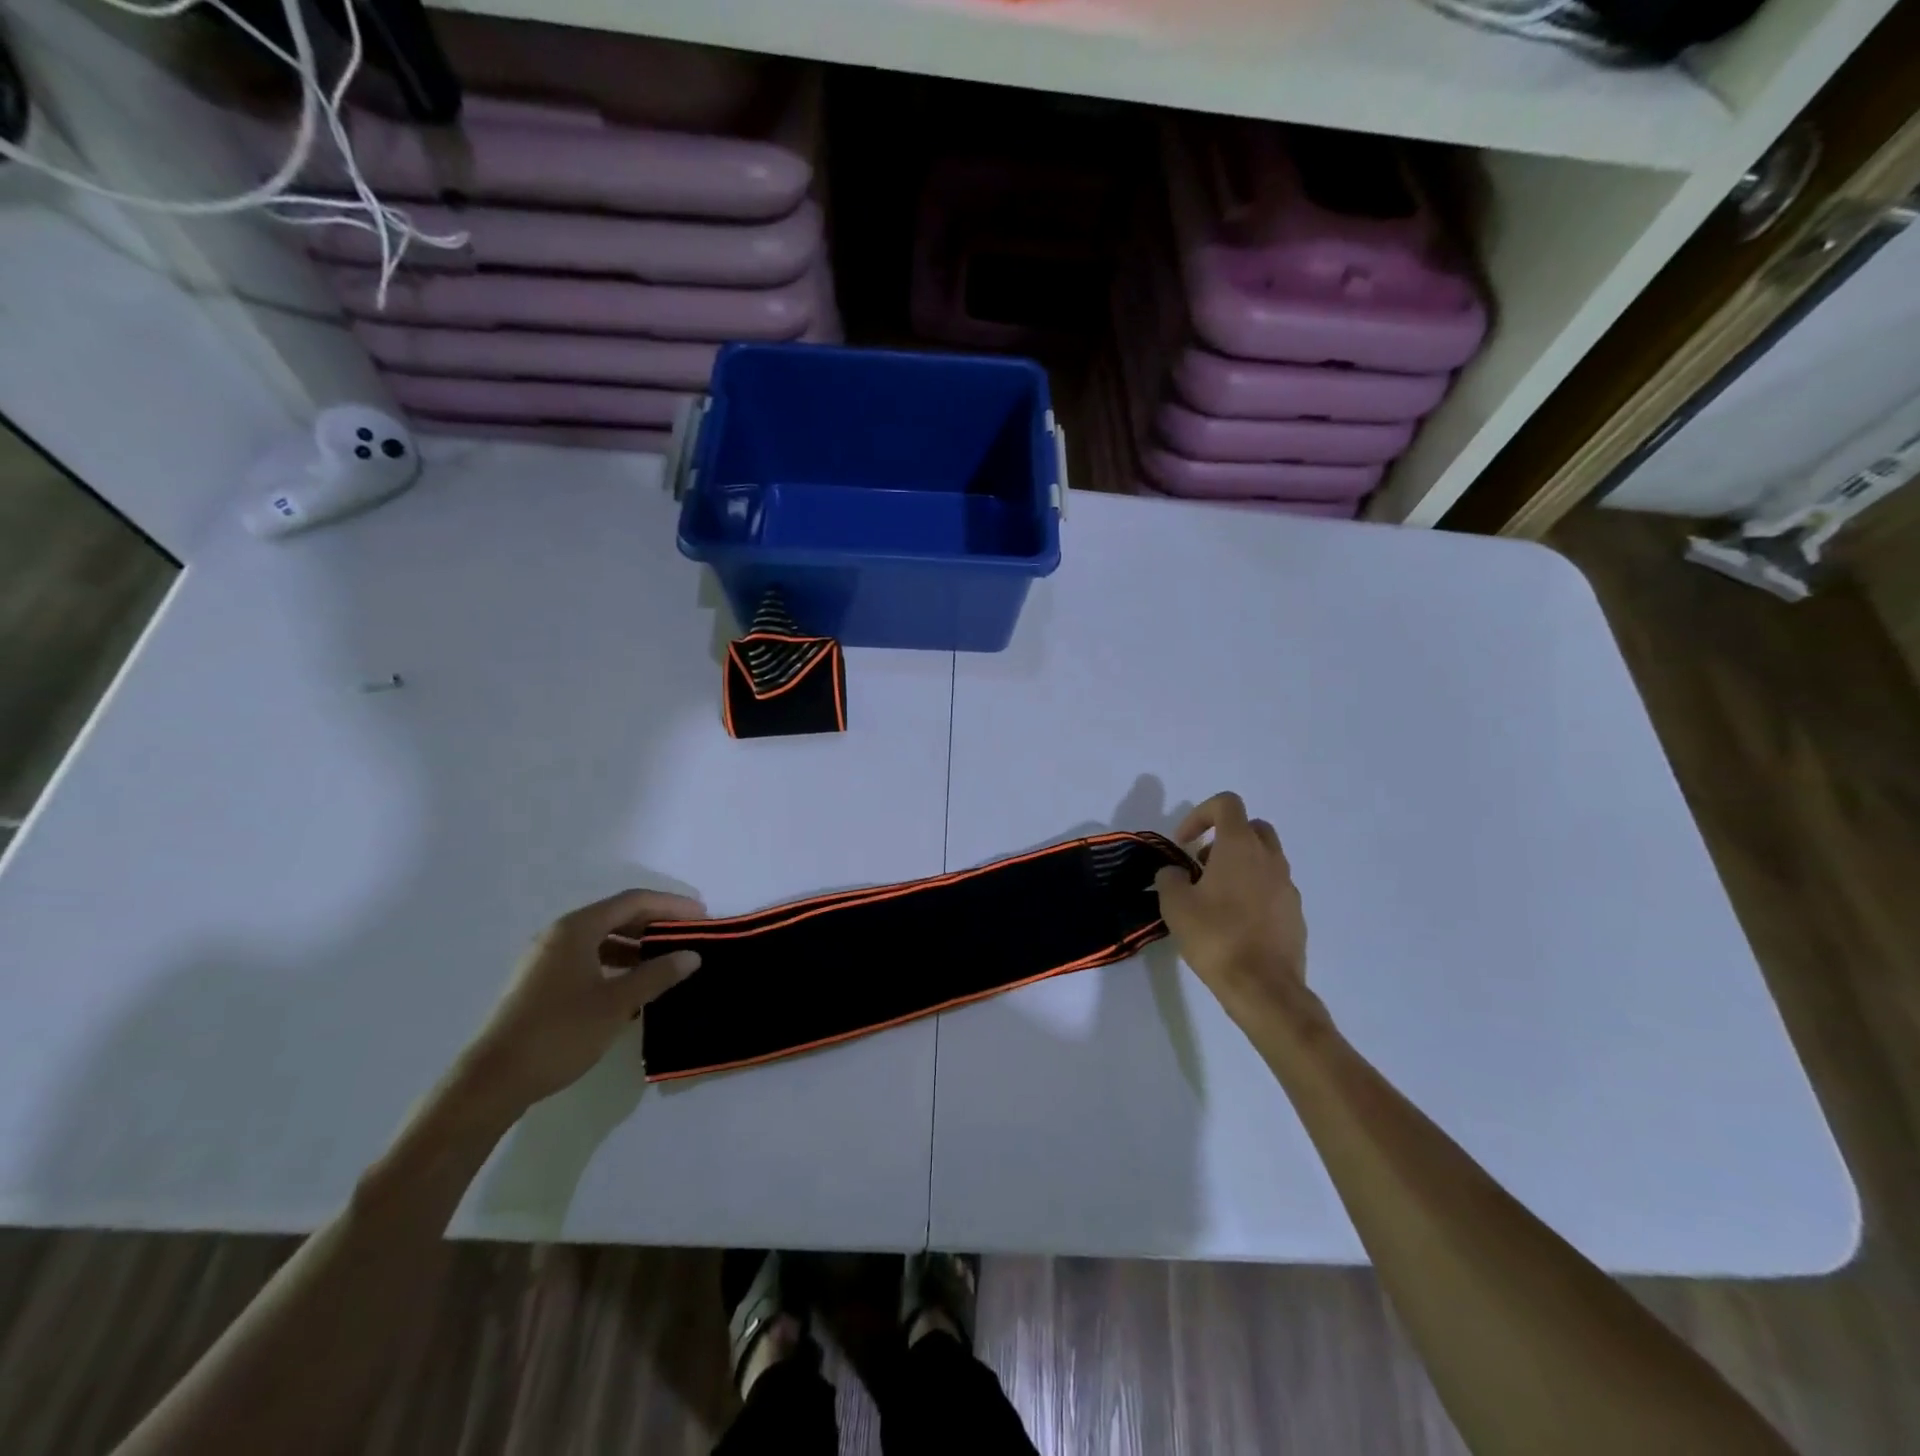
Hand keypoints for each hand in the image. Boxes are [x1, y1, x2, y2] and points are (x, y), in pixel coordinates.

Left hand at [461, 889, 704, 1113]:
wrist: (493, 1081)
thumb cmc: (560, 1033)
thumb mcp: (617, 1003)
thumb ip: (657, 975)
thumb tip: (692, 955)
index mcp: (577, 929)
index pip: (633, 902)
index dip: (670, 906)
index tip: (701, 917)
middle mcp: (559, 935)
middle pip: (616, 916)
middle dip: (655, 923)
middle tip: (688, 935)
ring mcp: (546, 959)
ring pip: (601, 939)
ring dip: (636, 945)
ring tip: (666, 961)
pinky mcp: (540, 983)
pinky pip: (587, 958)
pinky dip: (615, 963)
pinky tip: (632, 987)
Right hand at [1154, 793, 1315, 1032]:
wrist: (1264, 987)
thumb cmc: (1216, 937)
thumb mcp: (1175, 905)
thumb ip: (1170, 878)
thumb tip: (1175, 873)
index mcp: (1240, 847)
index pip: (1227, 804)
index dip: (1200, 814)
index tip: (1183, 843)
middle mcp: (1270, 858)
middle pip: (1251, 827)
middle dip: (1224, 837)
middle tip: (1201, 865)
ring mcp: (1288, 886)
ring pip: (1265, 858)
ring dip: (1240, 865)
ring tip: (1214, 898)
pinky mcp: (1296, 913)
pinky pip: (1273, 888)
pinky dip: (1254, 891)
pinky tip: (1235, 923)